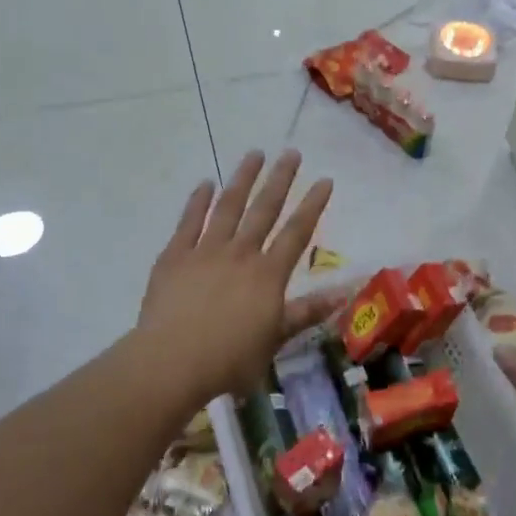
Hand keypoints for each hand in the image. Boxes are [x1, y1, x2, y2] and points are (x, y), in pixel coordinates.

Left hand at [135, 150, 339, 404]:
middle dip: (280, 179)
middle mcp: (240, 254)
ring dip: (242, 179)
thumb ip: (306, 313)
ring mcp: (205, 250)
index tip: (324, 179)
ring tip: (254, 154)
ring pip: (228, 206)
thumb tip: (343, 293)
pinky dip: (197, 201)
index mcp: (267, 275)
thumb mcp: (274, 341)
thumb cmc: (229, 360)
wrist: (171, 362)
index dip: (313, 205)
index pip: (297, 233)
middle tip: (291, 152)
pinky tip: (205, 183)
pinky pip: (189, 222)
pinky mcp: (175, 256)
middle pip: (264, 209)